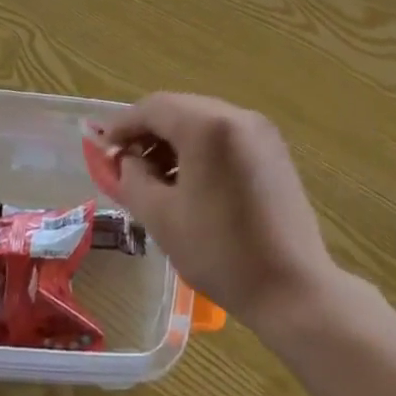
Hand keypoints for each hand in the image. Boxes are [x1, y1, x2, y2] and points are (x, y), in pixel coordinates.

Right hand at [93, 93, 342, 335]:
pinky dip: (202, 148)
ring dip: (175, 140)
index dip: (123, 124)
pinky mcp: (275, 151)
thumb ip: (132, 178)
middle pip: (180, 109)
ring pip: (204, 121)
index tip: (103, 148)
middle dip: (149, 132)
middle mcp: (238, 116)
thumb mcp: (161, 217)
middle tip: (126, 164)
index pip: (154, 107)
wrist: (292, 287)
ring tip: (155, 178)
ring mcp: (262, 132)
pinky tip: (191, 181)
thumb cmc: (220, 252)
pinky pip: (227, 136)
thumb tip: (124, 159)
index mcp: (209, 126)